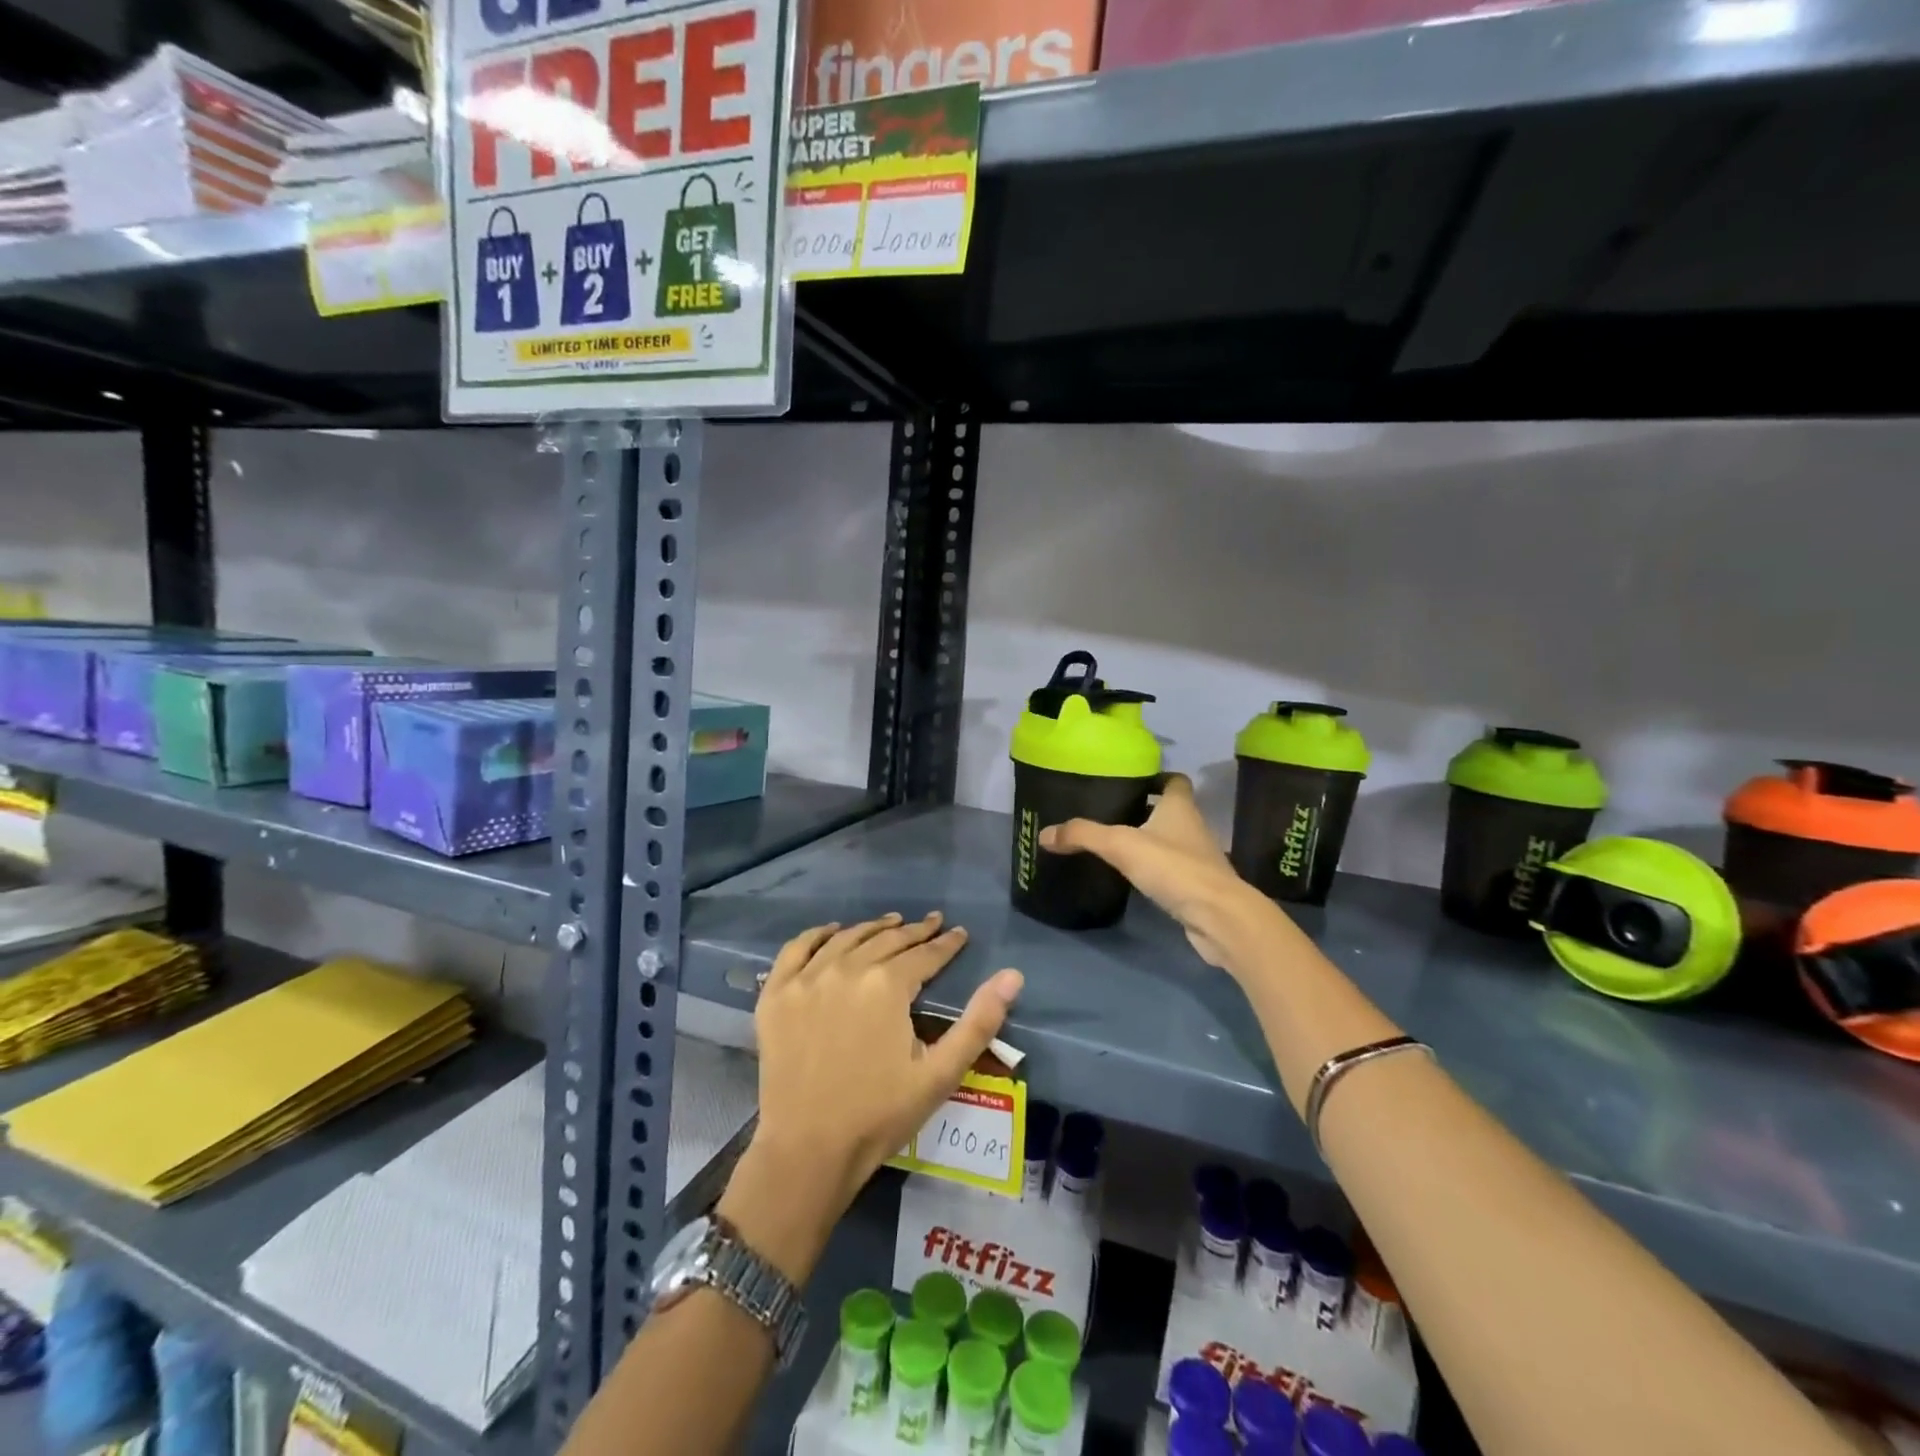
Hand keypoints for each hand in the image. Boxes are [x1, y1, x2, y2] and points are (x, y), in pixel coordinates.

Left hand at [751, 912, 1023, 1218]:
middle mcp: (846, 968)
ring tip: (891, 922)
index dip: (946, 943)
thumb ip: (979, 1021)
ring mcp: (806, 979)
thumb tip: (1013, 975)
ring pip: (846, 938)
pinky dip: (817, 934)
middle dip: (914, 931)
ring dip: (873, 928)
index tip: (960, 933)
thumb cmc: (880, 1115)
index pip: (925, 954)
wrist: (808, 1151)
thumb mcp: (940, 1073)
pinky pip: (796, 949)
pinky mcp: (776, 995)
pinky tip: (832, 931)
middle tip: (932, 923)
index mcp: (888, 985)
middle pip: (887, 939)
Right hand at [1039, 773, 1274, 969]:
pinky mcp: (1196, 888)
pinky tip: (1130, 877)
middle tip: (1108, 812)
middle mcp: (1192, 828)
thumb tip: (1044, 833)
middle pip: (1168, 810)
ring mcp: (1197, 859)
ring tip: (1113, 843)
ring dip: (1147, 841)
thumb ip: (1083, 835)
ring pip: (1169, 841)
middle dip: (1143, 809)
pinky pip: (1171, 870)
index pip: (1174, 780)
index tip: (1130, 780)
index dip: (1156, 777)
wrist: (1219, 917)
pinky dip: (1154, 870)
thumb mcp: (1121, 845)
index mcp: (1180, 807)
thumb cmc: (1174, 868)